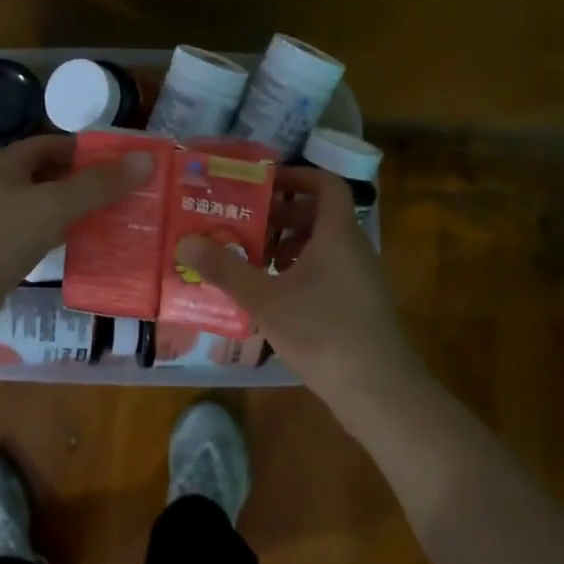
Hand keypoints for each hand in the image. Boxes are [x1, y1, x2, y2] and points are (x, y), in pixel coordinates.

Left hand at [0, 133, 153, 307]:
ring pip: (42, 209)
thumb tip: (146, 159)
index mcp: (5, 165)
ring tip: (113, 220)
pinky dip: (59, 238)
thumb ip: (99, 184)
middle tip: (124, 194)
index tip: (120, 163)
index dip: (86, 150)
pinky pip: (34, 237)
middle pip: (48, 176)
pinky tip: (81, 249)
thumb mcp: (54, 205)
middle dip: (85, 183)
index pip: (51, 145)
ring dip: (74, 212)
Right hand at [175, 168, 423, 413]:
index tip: (263, 183)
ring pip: (324, 246)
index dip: (297, 176)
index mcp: (337, 234)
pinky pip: (330, 271)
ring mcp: (362, 278)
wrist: (377, 388)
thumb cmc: (322, 332)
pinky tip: (276, 297)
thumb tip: (186, 241)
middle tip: (246, 224)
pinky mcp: (361, 304)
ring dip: (289, 246)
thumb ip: (225, 269)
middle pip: (320, 215)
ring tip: (255, 261)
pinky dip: (302, 271)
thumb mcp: (265, 299)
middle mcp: (355, 248)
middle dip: (282, 215)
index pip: (325, 184)